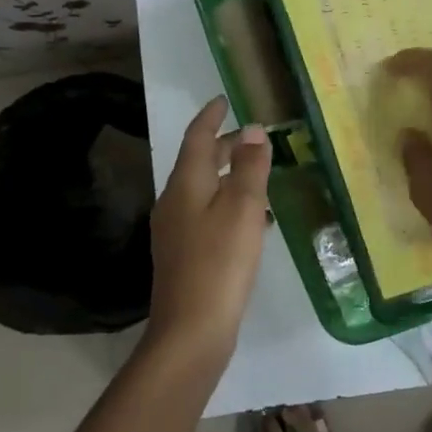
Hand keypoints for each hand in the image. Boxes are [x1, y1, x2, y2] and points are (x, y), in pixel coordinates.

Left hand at [145, 97, 272, 363]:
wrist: (190, 331)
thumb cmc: (220, 262)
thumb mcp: (243, 209)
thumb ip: (250, 167)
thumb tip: (254, 130)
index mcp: (186, 183)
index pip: (197, 137)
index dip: (211, 117)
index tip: (223, 100)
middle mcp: (174, 201)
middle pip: (199, 162)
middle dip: (224, 146)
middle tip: (253, 138)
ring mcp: (175, 230)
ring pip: (203, 189)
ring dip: (228, 176)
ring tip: (258, 174)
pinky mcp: (183, 254)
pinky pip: (206, 214)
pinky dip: (227, 203)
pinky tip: (252, 220)